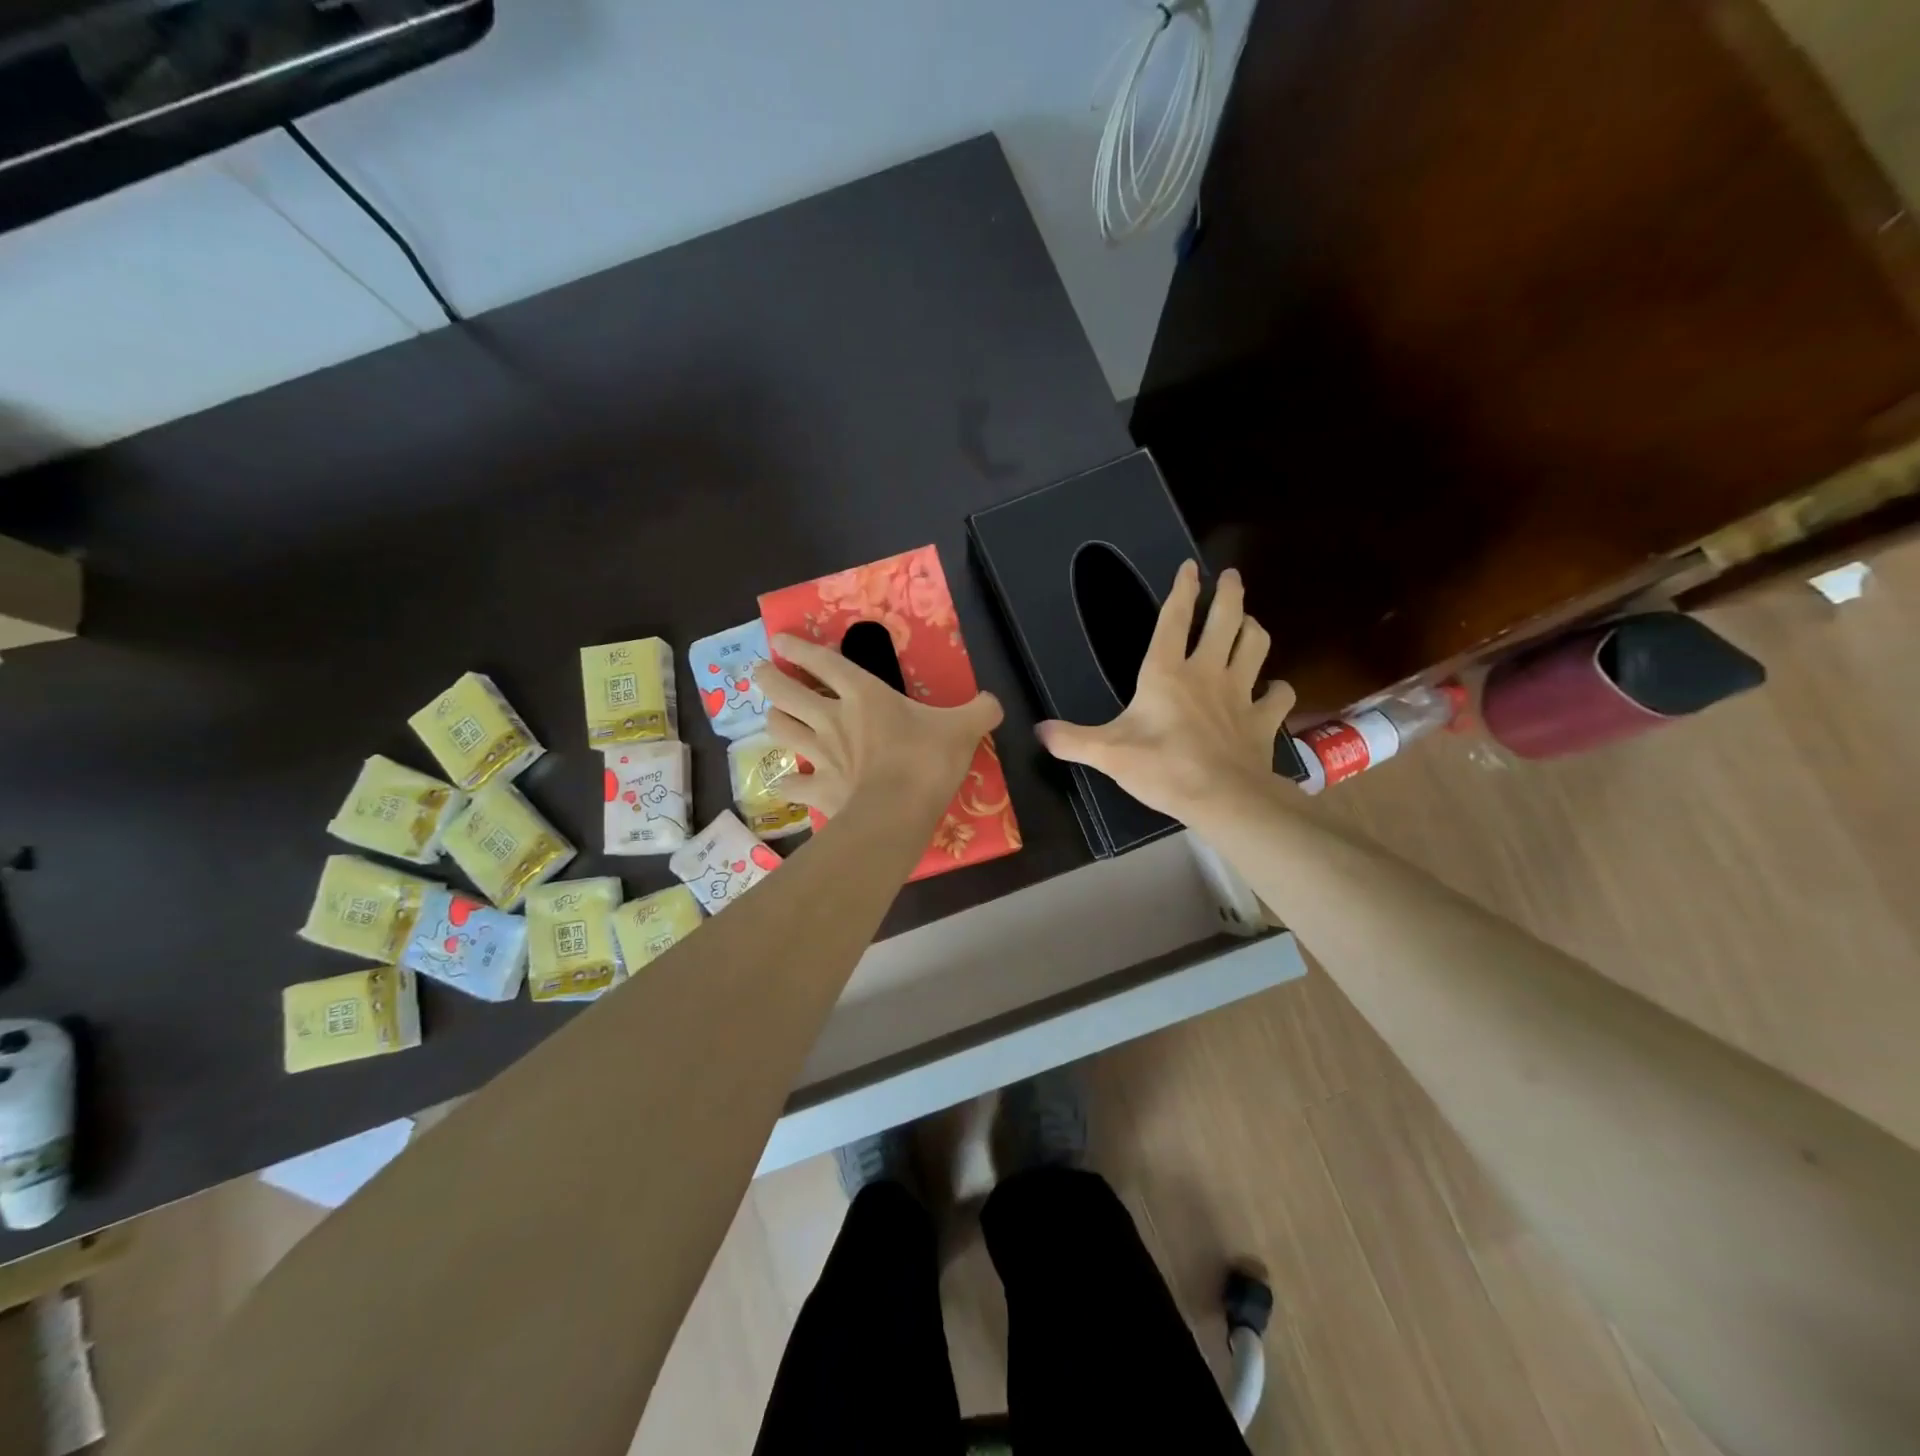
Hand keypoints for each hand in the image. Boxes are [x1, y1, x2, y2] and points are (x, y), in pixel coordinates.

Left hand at [753, 634, 1003, 818]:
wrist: (898, 812)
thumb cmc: (927, 760)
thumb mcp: (964, 729)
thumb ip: (980, 711)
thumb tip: (995, 703)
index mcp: (864, 695)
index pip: (823, 662)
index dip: (799, 648)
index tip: (779, 639)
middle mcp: (832, 719)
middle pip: (785, 692)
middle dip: (769, 679)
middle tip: (761, 674)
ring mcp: (820, 755)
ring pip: (780, 731)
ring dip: (775, 721)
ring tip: (776, 718)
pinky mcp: (818, 791)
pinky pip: (791, 785)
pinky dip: (787, 783)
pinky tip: (787, 784)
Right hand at [1036, 562, 1293, 826]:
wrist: (1222, 797)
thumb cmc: (1162, 768)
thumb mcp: (1107, 753)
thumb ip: (1072, 740)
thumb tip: (1038, 731)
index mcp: (1166, 673)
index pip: (1174, 620)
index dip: (1182, 590)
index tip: (1191, 566)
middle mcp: (1207, 673)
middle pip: (1226, 620)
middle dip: (1229, 594)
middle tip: (1232, 577)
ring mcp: (1240, 694)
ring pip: (1256, 647)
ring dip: (1253, 630)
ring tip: (1249, 623)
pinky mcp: (1262, 720)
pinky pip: (1279, 696)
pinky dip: (1278, 689)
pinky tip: (1273, 690)